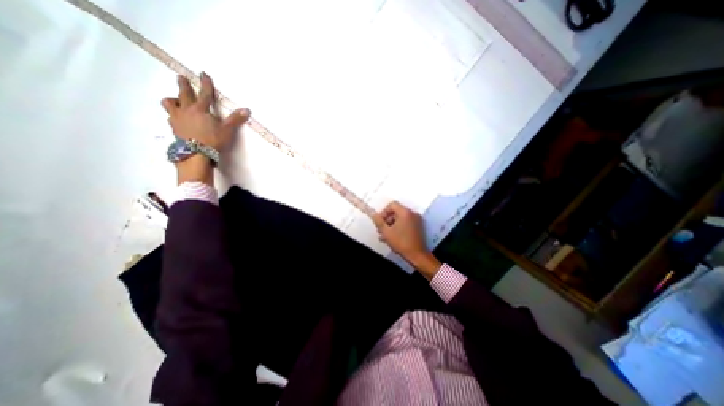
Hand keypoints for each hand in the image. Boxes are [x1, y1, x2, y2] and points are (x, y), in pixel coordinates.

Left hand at [160, 73, 251, 184]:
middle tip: (181, 77)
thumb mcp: (227, 130)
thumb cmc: (213, 140)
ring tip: (175, 100)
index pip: (205, 94)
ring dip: (173, 100)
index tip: (203, 73)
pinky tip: (175, 119)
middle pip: (183, 94)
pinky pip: (170, 118)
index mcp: (200, 109)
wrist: (196, 153)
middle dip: (183, 85)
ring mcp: (177, 119)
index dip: (205, 84)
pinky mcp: (174, 128)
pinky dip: (173, 115)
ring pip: (170, 104)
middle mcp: (186, 110)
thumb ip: (236, 119)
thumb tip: (247, 110)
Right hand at [372, 201, 441, 280]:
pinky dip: (398, 227)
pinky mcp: (418, 226)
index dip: (384, 212)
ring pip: (400, 218)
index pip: (392, 205)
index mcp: (405, 212)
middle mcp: (412, 214)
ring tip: (385, 235)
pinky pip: (406, 223)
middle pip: (396, 212)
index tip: (380, 221)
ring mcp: (416, 220)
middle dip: (387, 220)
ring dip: (391, 225)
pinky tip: (392, 236)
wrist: (416, 254)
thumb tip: (372, 214)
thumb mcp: (386, 231)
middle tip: (381, 229)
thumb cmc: (401, 242)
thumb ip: (378, 221)